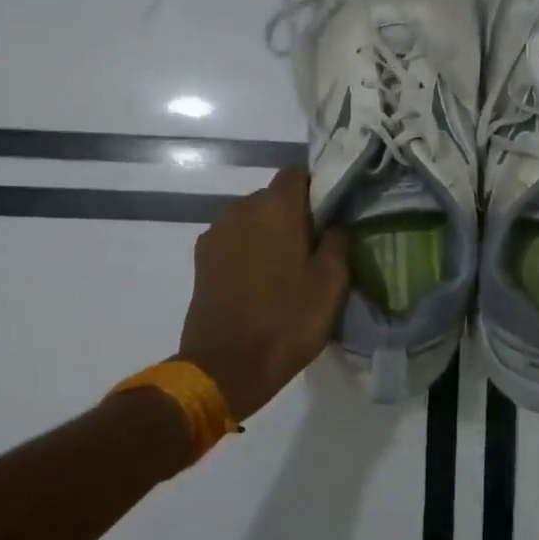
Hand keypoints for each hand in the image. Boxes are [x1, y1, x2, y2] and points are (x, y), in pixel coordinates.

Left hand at [179, 167, 349, 422]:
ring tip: (287, 267)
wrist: (225, 366)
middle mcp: (241, 209)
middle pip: (273, 197)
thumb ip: (337, 242)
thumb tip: (334, 224)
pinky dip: (249, 250)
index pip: (297, 173)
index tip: (332, 212)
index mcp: (275, 207)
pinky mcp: (201, 259)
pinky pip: (234, 241)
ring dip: (269, 233)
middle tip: (315, 246)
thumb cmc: (287, 321)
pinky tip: (261, 281)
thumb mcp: (331, 284)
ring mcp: (215, 234)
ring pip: (252, 220)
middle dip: (294, 214)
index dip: (317, 187)